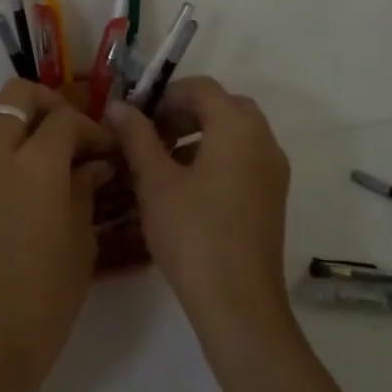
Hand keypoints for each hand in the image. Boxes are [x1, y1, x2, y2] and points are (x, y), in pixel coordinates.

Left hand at [0, 79, 115, 391]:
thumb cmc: (44, 300)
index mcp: (37, 167)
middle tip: (72, 133)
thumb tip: (93, 165)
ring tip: (41, 139)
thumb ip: (84, 192)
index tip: (109, 150)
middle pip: (17, 94)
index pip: (65, 119)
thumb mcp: (79, 243)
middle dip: (50, 103)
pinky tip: (22, 166)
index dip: (92, 129)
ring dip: (15, 110)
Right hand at [106, 77, 291, 335]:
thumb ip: (137, 136)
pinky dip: (215, 157)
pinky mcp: (272, 197)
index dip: (165, 95)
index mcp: (237, 126)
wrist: (238, 303)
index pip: (201, 88)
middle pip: (222, 107)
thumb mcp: (155, 181)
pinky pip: (243, 158)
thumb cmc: (192, 233)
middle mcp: (263, 139)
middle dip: (183, 114)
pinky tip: (185, 188)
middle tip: (149, 136)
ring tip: (161, 163)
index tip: (137, 118)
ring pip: (234, 133)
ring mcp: (273, 170)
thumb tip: (118, 107)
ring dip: (198, 135)